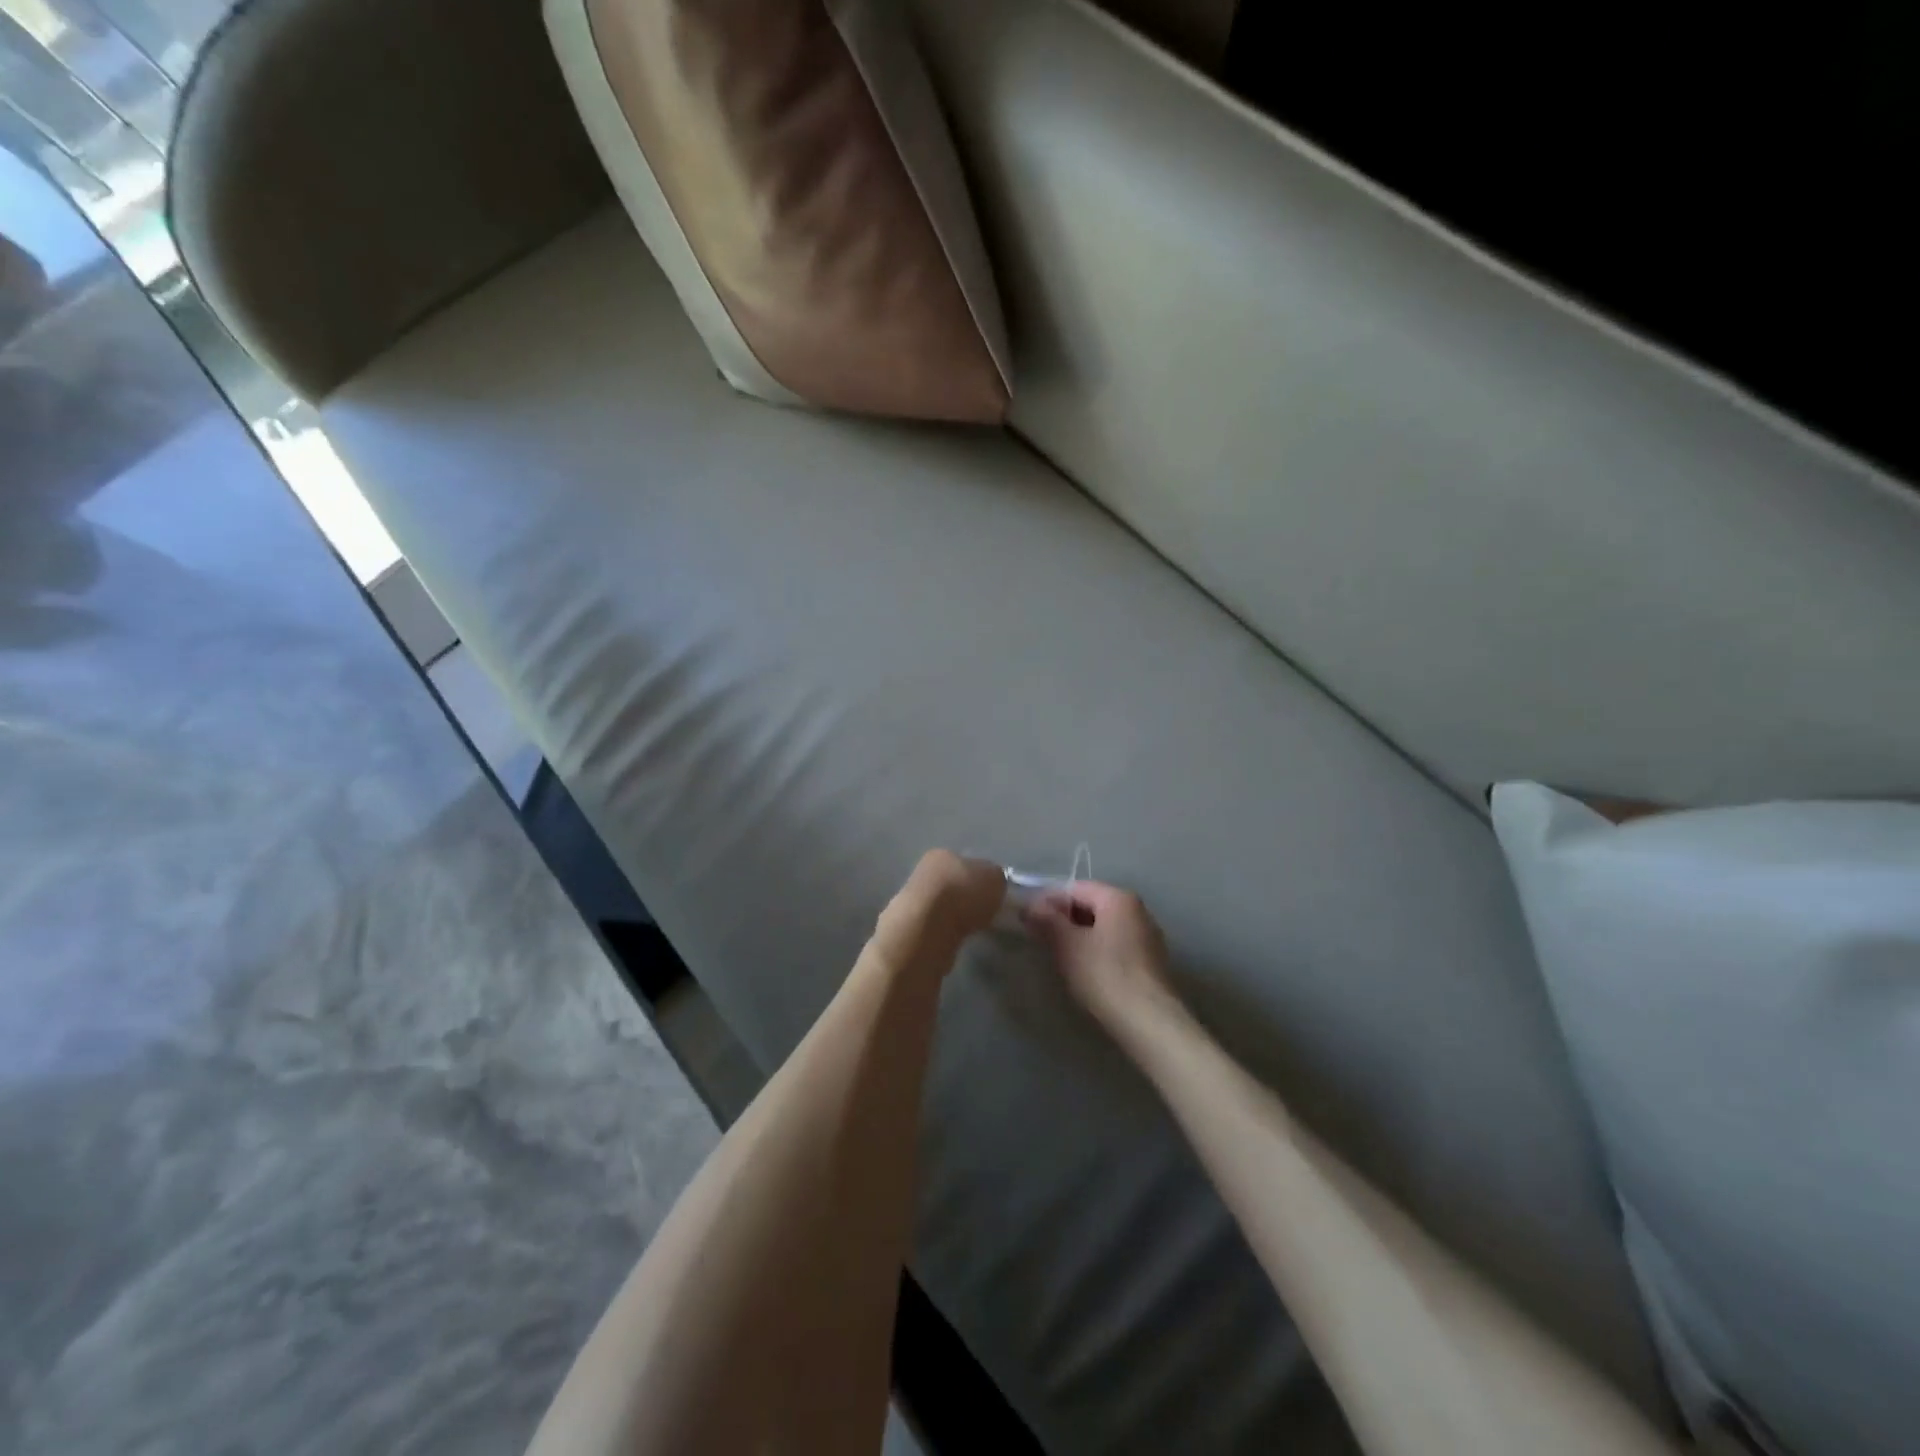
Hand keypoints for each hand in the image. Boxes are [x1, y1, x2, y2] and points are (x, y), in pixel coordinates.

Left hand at [871, 850, 1006, 975]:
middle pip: (953, 884)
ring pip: (943, 906)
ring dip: (955, 916)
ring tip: (972, 929)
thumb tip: (993, 885)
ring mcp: (912, 900)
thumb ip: (996, 879)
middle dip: (967, 898)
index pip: (966, 862)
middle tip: (985, 914)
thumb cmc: (964, 894)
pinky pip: (935, 927)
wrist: (928, 928)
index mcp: (943, 854)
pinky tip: (956, 940)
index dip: (982, 878)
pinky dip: (946, 932)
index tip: (994, 896)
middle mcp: (924, 872)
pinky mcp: (909, 927)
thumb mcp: (995, 878)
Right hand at [1024, 881, 1176, 1030]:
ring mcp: (1147, 935)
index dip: (1048, 901)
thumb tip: (1031, 905)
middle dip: (1064, 919)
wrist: (1148, 1021)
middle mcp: (1137, 909)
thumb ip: (1047, 920)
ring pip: (1103, 926)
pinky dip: (1096, 950)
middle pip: (1091, 905)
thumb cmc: (1104, 975)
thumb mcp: (1067, 945)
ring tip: (1059, 956)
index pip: (1075, 888)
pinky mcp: (1150, 961)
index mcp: (1118, 898)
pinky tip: (1085, 970)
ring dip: (1079, 936)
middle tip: (1040, 939)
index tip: (1028, 920)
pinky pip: (1116, 945)